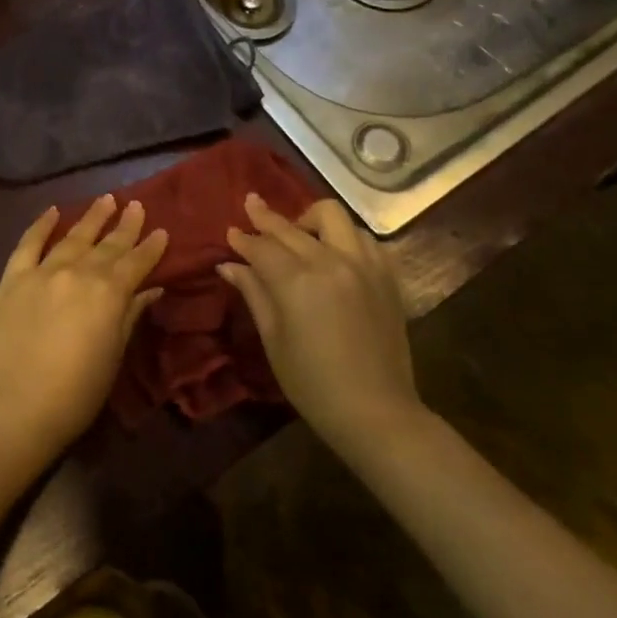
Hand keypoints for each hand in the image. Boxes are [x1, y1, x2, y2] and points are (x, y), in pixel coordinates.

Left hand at [0, 195, 167, 461]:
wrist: (19, 405)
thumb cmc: (78, 390)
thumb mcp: (115, 353)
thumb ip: (131, 314)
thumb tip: (150, 288)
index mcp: (109, 292)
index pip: (136, 262)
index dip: (151, 246)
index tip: (162, 230)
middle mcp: (78, 272)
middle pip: (107, 244)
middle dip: (125, 225)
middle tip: (136, 205)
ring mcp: (43, 271)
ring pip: (73, 236)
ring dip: (91, 217)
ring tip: (106, 200)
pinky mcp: (14, 278)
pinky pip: (29, 243)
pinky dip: (41, 225)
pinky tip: (53, 211)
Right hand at [218, 195, 421, 455]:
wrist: (376, 411)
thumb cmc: (312, 383)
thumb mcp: (273, 339)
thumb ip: (254, 293)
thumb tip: (229, 265)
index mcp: (298, 281)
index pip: (262, 246)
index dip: (243, 238)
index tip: (231, 231)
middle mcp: (332, 262)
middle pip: (292, 227)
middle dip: (267, 217)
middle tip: (251, 207)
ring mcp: (364, 265)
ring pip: (334, 217)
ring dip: (310, 220)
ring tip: (299, 233)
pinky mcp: (387, 276)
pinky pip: (364, 238)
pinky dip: (345, 237)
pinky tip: (335, 251)